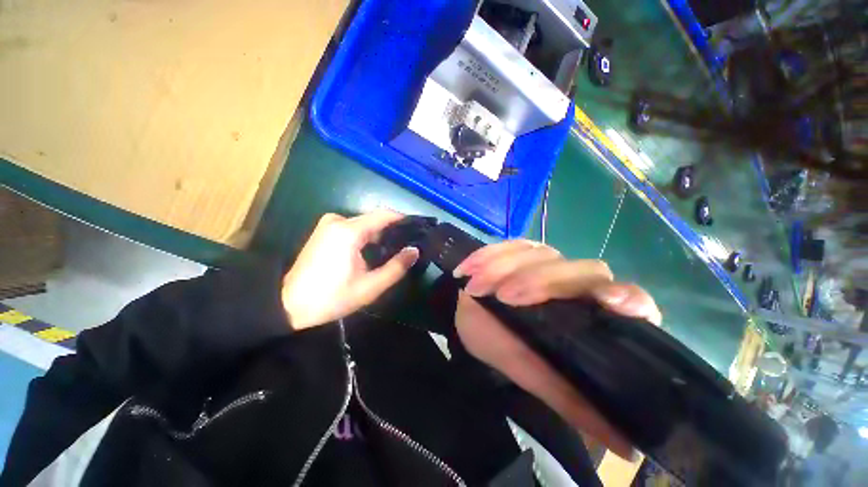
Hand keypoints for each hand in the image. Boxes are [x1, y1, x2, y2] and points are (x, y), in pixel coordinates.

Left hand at [282, 210, 418, 329]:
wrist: (288, 305)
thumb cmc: (331, 297)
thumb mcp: (370, 287)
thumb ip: (396, 267)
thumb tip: (414, 251)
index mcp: (349, 231)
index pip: (385, 214)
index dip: (404, 219)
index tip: (418, 229)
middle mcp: (339, 220)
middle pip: (374, 219)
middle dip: (392, 231)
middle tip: (407, 246)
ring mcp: (329, 224)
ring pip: (364, 224)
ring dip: (379, 235)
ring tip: (392, 251)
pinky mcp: (324, 231)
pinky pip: (353, 228)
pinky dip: (366, 237)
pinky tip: (372, 252)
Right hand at [453, 240, 660, 459]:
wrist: (470, 317)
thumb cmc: (504, 347)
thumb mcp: (535, 375)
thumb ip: (573, 401)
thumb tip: (626, 446)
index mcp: (591, 314)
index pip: (631, 299)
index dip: (628, 298)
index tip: (610, 302)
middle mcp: (576, 283)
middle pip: (581, 270)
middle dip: (541, 281)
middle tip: (504, 297)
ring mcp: (548, 261)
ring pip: (541, 254)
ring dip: (505, 268)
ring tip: (476, 287)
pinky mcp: (521, 249)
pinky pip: (510, 245)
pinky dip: (488, 255)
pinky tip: (469, 268)